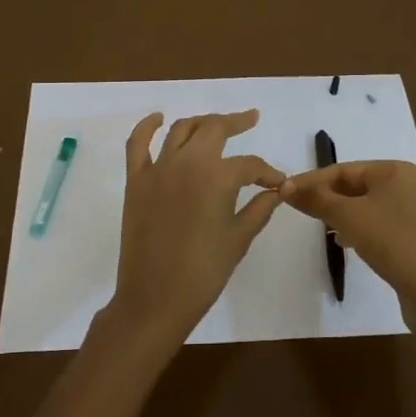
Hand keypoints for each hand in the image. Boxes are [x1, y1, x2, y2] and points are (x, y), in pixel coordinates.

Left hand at [106, 110, 284, 343]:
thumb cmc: (204, 272)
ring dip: (201, 122)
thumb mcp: (239, 238)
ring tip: (216, 123)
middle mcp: (187, 162)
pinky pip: (137, 143)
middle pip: (214, 129)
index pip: (249, 164)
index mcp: (217, 177)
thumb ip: (260, 208)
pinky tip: (158, 118)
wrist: (155, 298)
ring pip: (181, 129)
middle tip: (251, 120)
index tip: (279, 183)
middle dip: (236, 123)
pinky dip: (147, 126)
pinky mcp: (136, 180)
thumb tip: (279, 190)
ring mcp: (158, 168)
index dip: (267, 172)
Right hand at [280, 161, 415, 312]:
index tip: (285, 192)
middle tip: (299, 209)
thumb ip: (316, 199)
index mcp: (394, 170)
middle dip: (327, 197)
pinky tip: (344, 241)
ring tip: (319, 225)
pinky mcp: (415, 236)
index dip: (312, 180)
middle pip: (355, 185)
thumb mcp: (347, 216)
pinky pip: (378, 223)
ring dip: (340, 213)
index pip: (343, 169)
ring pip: (366, 205)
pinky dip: (358, 228)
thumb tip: (285, 186)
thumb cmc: (390, 241)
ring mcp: (414, 211)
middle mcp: (407, 184)